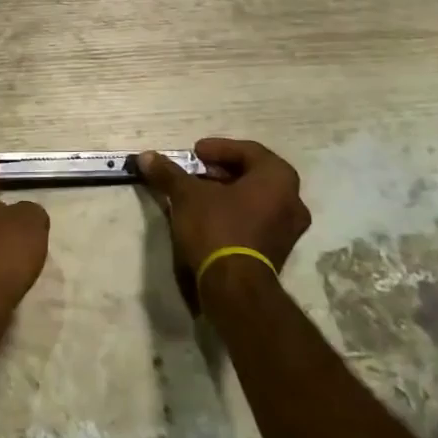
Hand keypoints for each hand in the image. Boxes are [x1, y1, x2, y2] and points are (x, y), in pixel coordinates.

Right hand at [137, 140, 309, 302]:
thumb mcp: (187, 195)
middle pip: (253, 174)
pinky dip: (235, 212)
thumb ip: (169, 173)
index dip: (218, 148)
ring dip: (227, 192)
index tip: (195, 153)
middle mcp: (292, 200)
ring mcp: (288, 229)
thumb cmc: (217, 228)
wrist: (234, 288)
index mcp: (278, 178)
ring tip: (198, 194)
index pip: (248, 151)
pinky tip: (209, 217)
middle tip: (196, 171)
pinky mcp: (278, 252)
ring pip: (255, 199)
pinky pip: (256, 220)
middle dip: (221, 171)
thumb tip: (146, 157)